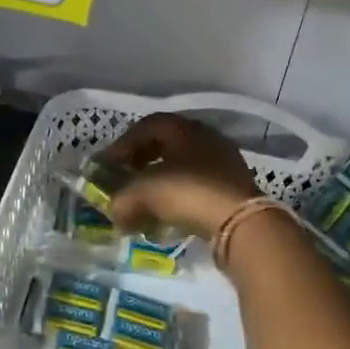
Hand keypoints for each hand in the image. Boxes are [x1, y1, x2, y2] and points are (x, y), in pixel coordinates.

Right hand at [98, 112, 261, 239]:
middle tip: (125, 178)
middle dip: (141, 161)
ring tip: (145, 200)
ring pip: (182, 165)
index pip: (146, 126)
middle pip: (165, 143)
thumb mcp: (144, 193)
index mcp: (184, 128)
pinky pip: (197, 185)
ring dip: (160, 180)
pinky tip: (169, 214)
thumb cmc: (189, 193)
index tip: (108, 165)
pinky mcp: (233, 187)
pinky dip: (178, 196)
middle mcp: (206, 137)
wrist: (241, 222)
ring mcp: (223, 162)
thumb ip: (122, 200)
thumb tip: (115, 212)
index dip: (123, 144)